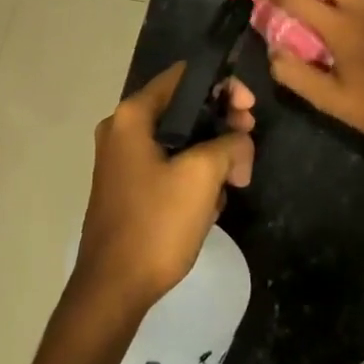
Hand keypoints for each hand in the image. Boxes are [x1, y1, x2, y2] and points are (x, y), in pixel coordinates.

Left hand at [72, 62, 256, 315]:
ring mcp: (122, 160)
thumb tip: (239, 141)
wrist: (114, 288)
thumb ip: (229, 144)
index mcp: (133, 115)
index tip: (250, 110)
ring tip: (232, 185)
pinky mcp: (129, 187)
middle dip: (222, 127)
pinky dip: (193, 177)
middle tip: (247, 152)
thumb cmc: (156, 223)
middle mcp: (122, 129)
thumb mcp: (203, 176)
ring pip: (180, 141)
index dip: (223, 85)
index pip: (184, 76)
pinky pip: (169, 166)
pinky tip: (210, 205)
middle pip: (184, 109)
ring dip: (212, 157)